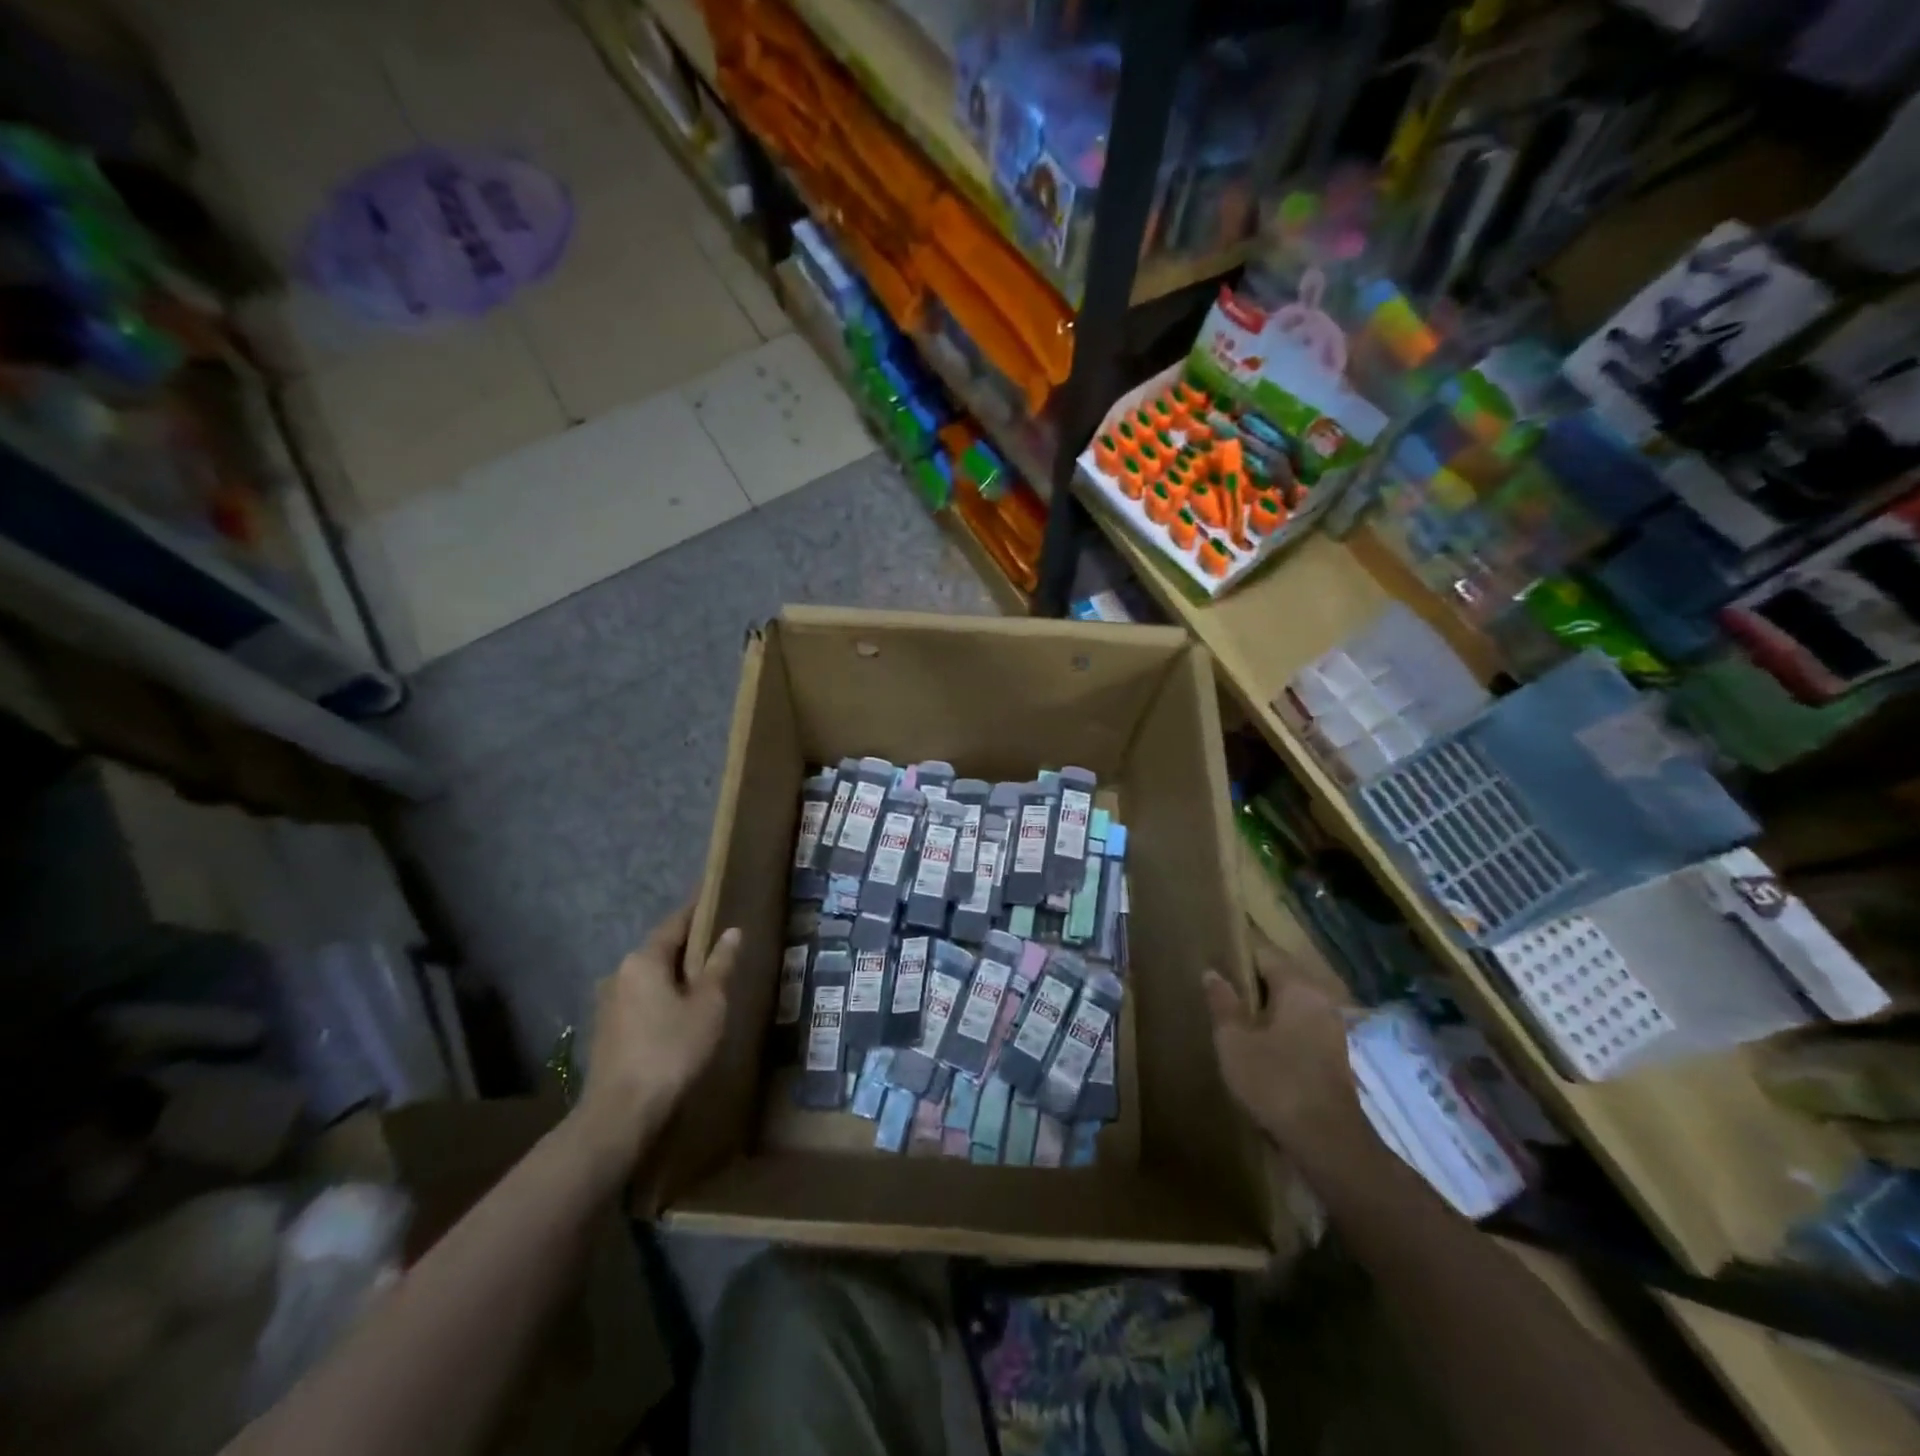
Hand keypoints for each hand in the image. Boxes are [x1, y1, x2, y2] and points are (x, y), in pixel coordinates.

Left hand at [575, 903, 738, 1171]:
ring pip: (649, 977)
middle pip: (660, 949)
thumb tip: (732, 932)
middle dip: (688, 947)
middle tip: (719, 946)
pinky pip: (640, 1000)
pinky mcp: (605, 1030)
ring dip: (674, 976)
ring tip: (704, 983)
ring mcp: (608, 1002)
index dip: (698, 911)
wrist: (620, 1113)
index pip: (676, 922)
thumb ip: (720, 965)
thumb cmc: (672, 1050)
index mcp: (644, 959)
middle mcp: (620, 972)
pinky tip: (679, 1015)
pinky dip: (661, 998)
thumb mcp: (708, 1005)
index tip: (716, 899)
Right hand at [1203, 951, 1371, 1171]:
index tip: (1213, 963)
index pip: (1264, 953)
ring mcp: (1332, 1028)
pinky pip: (1301, 1026)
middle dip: (1251, 983)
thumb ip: (1222, 1003)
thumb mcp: (1234, 1041)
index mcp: (1298, 986)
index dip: (1237, 955)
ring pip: (1291, 1003)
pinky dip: (1280, 1028)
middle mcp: (1321, 999)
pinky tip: (1260, 1045)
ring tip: (1235, 1019)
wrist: (1327, 1142)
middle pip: (1280, 976)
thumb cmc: (1275, 1081)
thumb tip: (1212, 972)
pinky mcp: (1335, 1054)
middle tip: (1219, 993)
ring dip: (1266, 1008)